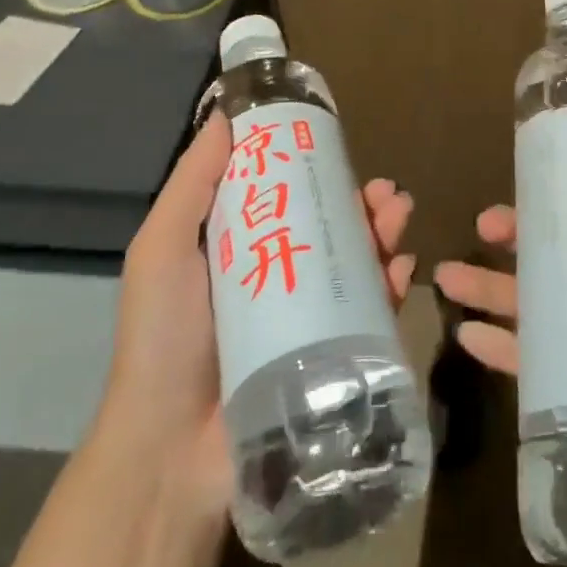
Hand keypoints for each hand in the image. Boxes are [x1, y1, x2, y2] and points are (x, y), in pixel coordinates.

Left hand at [96, 109, 419, 523]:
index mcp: (237, 247)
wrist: (170, 454)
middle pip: (327, 226)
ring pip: (354, 262)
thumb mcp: (163, 247)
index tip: (338, 145)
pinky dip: (391, 285)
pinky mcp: (327, 357)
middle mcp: (274, 275)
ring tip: (399, 213)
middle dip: (360, 202)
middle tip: (385, 190)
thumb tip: (224, 113)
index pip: (284, 194)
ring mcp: (304, 319)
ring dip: (382, 233)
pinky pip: (369, 313)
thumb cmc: (163, 338)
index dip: (314, 167)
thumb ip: (193, 181)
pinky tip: (403, 267)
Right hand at [432, 95, 566, 484]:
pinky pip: (532, 366)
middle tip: (482, 225)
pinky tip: (467, 336)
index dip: (554, 191)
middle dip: (511, 237)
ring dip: (486, 289)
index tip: (523, 171)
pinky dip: (498, 350)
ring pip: (531, 306)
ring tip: (446, 278)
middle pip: (551, 255)